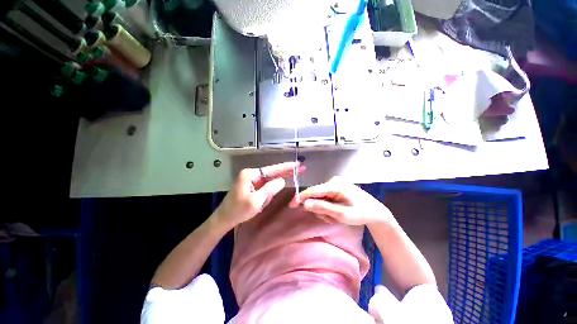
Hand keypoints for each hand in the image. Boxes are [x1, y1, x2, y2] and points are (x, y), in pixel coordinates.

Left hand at [214, 162, 304, 228]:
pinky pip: (265, 187)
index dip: (287, 167)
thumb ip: (270, 189)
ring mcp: (252, 180)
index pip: (273, 169)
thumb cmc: (238, 211)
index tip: (298, 164)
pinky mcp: (252, 186)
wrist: (224, 219)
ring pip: (269, 181)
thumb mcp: (256, 201)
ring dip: (271, 192)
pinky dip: (268, 193)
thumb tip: (282, 180)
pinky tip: (262, 202)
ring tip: (260, 204)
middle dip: (285, 172)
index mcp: (251, 174)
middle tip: (300, 169)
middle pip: (272, 172)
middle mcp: (252, 174)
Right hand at [290, 176, 392, 225]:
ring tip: (337, 216)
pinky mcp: (335, 188)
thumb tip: (304, 203)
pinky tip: (337, 211)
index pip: (313, 190)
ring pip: (320, 198)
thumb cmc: (361, 213)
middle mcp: (333, 181)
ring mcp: (334, 184)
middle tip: (331, 218)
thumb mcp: (341, 214)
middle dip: (319, 208)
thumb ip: (322, 208)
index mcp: (335, 185)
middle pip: (316, 195)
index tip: (292, 205)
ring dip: (325, 210)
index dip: (301, 197)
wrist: (375, 212)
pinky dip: (328, 207)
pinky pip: (325, 198)